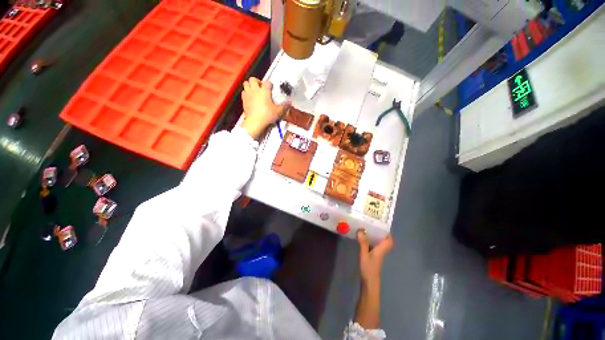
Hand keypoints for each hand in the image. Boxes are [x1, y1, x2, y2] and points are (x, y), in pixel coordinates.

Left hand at [241, 77, 288, 138]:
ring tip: (255, 91)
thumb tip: (290, 102)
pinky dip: (247, 93)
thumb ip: (284, 106)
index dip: (270, 85)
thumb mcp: (278, 111)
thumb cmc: (267, 115)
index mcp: (264, 90)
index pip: (267, 82)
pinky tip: (250, 98)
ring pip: (246, 83)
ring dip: (250, 85)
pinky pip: (243, 92)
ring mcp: (248, 94)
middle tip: (261, 88)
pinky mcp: (243, 100)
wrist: (255, 122)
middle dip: (257, 81)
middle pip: (253, 79)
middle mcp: (255, 90)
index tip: (272, 89)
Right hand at [357, 230, 392, 285]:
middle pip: (384, 241)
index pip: (389, 240)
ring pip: (379, 243)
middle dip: (380, 232)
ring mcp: (377, 254)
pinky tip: (363, 238)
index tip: (382, 225)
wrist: (369, 283)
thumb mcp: (364, 254)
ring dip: (375, 236)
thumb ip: (363, 243)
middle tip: (373, 224)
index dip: (388, 233)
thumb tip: (361, 230)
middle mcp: (381, 251)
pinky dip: (370, 241)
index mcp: (381, 249)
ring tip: (367, 228)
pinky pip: (373, 246)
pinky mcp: (373, 257)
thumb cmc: (369, 269)